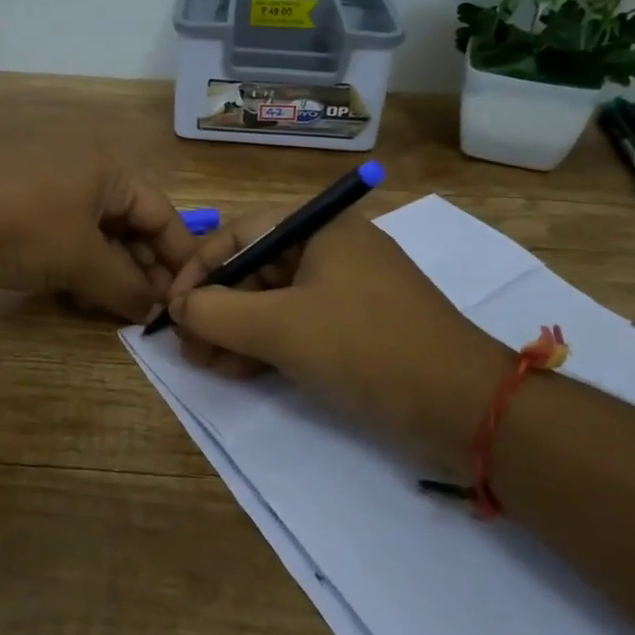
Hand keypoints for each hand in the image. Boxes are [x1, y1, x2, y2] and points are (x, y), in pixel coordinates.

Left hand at [0, 149, 200, 322]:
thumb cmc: (26, 227)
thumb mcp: (84, 259)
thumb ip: (127, 287)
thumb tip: (155, 311)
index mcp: (107, 169)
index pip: (161, 212)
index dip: (179, 255)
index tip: (193, 293)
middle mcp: (83, 172)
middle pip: (130, 224)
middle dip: (144, 268)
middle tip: (154, 309)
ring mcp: (49, 191)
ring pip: (97, 237)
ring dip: (112, 273)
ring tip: (119, 308)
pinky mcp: (22, 213)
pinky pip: (66, 242)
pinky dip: (79, 269)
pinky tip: (80, 298)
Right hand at [165, 211, 506, 464]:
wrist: (464, 405)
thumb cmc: (365, 347)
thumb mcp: (279, 327)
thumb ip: (216, 312)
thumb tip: (177, 307)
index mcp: (321, 228)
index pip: (240, 234)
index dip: (199, 269)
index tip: (171, 307)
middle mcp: (333, 249)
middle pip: (256, 269)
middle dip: (216, 307)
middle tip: (186, 344)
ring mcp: (348, 289)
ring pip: (274, 302)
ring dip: (235, 331)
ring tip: (204, 363)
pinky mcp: (358, 327)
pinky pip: (298, 325)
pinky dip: (266, 345)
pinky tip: (236, 370)